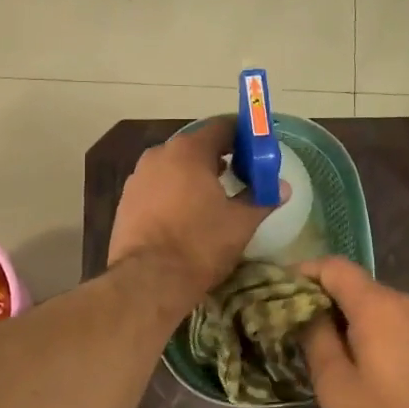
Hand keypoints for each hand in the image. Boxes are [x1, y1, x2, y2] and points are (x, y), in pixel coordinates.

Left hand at [108, 122, 279, 306]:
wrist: (148, 280)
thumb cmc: (199, 245)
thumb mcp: (240, 223)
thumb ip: (262, 199)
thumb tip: (282, 188)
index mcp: (188, 151)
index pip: (221, 127)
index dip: (243, 137)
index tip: (257, 153)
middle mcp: (158, 155)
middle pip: (195, 146)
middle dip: (218, 158)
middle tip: (240, 177)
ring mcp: (138, 177)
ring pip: (173, 167)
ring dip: (194, 176)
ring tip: (213, 198)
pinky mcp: (126, 201)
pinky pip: (157, 187)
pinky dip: (174, 193)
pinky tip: (185, 215)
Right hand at [299, 257, 408, 407]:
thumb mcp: (334, 382)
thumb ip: (314, 338)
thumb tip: (304, 311)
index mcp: (374, 305)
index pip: (332, 266)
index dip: (301, 272)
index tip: (275, 292)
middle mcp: (397, 300)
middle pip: (349, 281)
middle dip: (316, 294)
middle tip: (286, 320)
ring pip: (366, 299)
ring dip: (336, 312)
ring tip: (310, 339)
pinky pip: (382, 316)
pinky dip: (357, 323)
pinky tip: (343, 352)